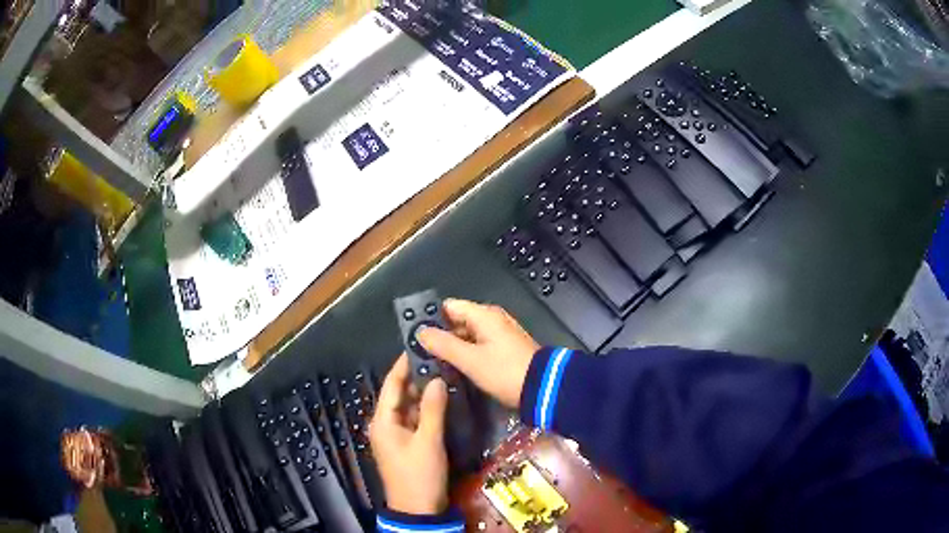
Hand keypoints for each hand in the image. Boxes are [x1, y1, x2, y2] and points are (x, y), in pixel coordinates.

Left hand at [369, 354, 449, 514]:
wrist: (419, 509)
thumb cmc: (419, 474)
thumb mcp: (428, 441)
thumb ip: (433, 409)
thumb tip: (437, 379)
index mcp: (383, 421)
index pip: (391, 384)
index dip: (403, 364)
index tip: (418, 345)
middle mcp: (386, 424)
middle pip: (400, 394)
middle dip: (416, 376)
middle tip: (438, 357)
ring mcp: (397, 435)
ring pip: (410, 407)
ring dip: (424, 393)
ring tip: (443, 372)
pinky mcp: (408, 444)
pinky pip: (416, 419)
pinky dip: (427, 409)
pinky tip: (442, 399)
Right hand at [417, 299, 539, 407]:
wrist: (543, 388)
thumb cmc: (504, 371)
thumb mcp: (470, 360)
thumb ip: (443, 344)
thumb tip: (420, 332)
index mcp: (484, 315)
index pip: (448, 307)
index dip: (430, 319)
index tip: (414, 336)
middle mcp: (492, 319)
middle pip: (457, 322)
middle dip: (440, 336)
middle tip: (420, 355)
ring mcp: (500, 335)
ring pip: (467, 336)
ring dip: (452, 348)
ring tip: (432, 365)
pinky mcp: (505, 350)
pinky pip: (478, 347)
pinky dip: (466, 355)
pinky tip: (454, 369)